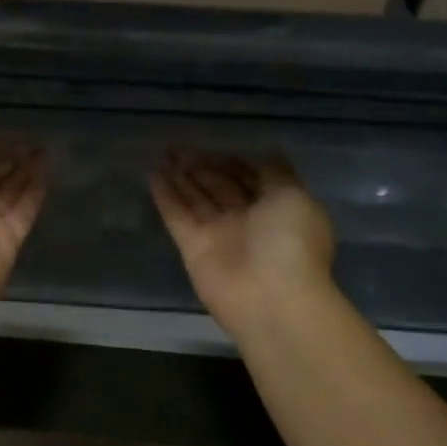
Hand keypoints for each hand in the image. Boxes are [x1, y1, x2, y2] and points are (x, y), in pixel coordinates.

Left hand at [0, 153, 47, 325]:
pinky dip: (35, 193)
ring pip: (11, 192)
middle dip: (12, 160)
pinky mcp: (9, 241)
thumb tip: (1, 161)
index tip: (14, 137)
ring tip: (47, 151)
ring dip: (27, 172)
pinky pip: (24, 211)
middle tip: (37, 142)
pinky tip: (48, 172)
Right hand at [150, 150, 336, 339]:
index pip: (251, 180)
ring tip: (163, 154)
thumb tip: (266, 154)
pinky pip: (177, 215)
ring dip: (181, 177)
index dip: (235, 163)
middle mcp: (247, 221)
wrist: (271, 298)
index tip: (216, 146)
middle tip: (179, 147)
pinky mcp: (192, 247)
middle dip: (202, 167)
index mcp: (277, 209)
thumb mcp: (293, 197)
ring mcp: (218, 234)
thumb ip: (275, 174)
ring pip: (196, 198)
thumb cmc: (290, 242)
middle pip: (220, 187)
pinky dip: (166, 196)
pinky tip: (153, 174)